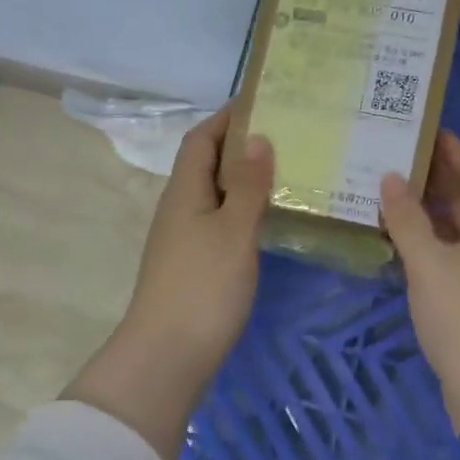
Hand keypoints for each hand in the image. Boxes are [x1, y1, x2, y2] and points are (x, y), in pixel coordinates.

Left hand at [65, 108, 273, 459]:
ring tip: (291, 173)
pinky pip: (221, 223)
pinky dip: (245, 212)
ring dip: (247, 181)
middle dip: (243, 146)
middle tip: (291, 138)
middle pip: (209, 165)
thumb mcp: (234, 231)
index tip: (265, 102)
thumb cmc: (203, 287)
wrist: (168, 356)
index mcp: (185, 191)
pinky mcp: (194, 266)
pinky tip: (272, 221)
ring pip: (217, 196)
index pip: (201, 138)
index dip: (227, 117)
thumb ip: (249, 185)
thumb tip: (259, 138)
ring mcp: (185, 240)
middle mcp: (180, 209)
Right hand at [379, 133, 459, 441]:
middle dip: (440, 181)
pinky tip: (401, 251)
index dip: (459, 151)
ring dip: (432, 216)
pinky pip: (455, 260)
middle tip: (397, 165)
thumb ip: (408, 220)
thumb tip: (392, 179)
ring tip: (391, 201)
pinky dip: (431, 248)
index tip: (426, 136)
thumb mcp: (430, 261)